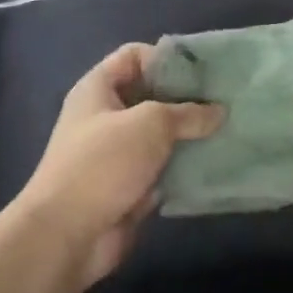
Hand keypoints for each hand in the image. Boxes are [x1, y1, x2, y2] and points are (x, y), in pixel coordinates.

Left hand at [16, 44, 221, 288]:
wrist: (65, 237)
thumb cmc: (103, 163)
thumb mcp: (151, 124)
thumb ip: (188, 113)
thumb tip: (219, 112)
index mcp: (98, 89)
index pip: (134, 55)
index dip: (166, 58)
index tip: (202, 72)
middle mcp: (105, 116)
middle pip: (151, 95)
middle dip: (186, 98)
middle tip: (224, 101)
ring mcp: (116, 154)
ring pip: (160, 135)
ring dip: (189, 136)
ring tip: (226, 131)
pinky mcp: (128, 187)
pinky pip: (162, 168)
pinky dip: (183, 167)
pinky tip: (214, 164)